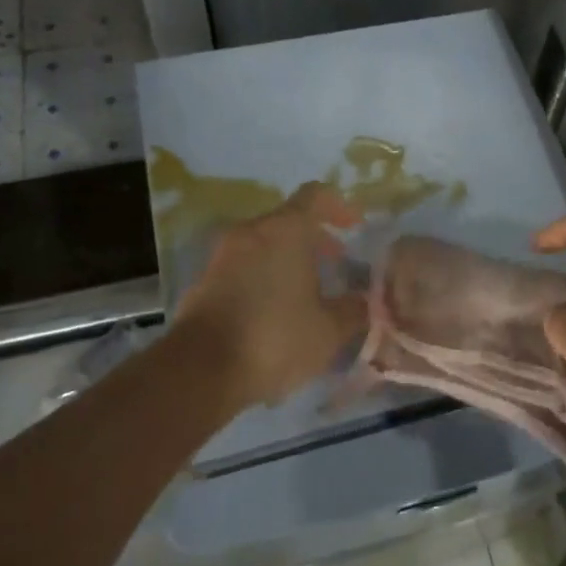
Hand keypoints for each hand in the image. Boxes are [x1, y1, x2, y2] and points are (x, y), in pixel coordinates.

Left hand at [174, 183, 367, 410]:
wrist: (200, 370)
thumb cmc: (274, 338)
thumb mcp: (328, 330)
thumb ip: (353, 310)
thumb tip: (365, 300)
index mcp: (286, 230)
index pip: (315, 196)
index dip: (340, 207)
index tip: (356, 226)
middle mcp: (252, 232)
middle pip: (288, 221)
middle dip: (316, 239)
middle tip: (337, 263)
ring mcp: (223, 255)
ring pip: (265, 245)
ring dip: (289, 260)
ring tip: (309, 293)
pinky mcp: (205, 281)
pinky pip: (244, 267)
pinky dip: (265, 277)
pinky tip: (276, 312)